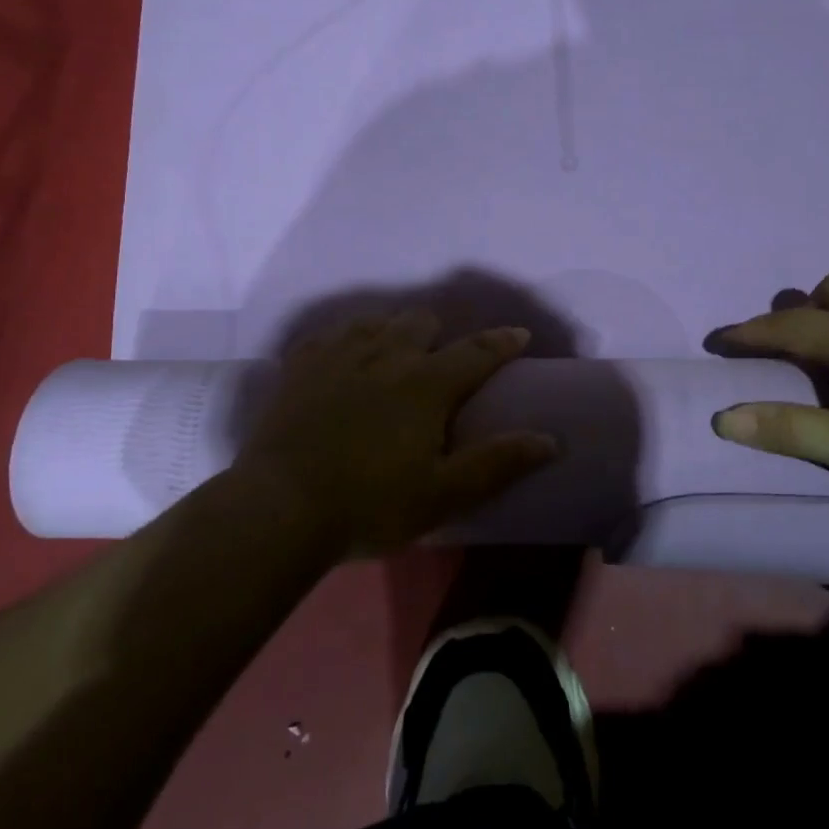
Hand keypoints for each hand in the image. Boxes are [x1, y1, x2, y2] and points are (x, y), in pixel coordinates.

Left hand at [232, 310, 558, 556]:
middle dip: (440, 335)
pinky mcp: (302, 363)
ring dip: (395, 332)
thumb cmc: (369, 505)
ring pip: (378, 320)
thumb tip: (549, 439)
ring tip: (393, 358)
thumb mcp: (442, 495)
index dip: (503, 341)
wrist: (279, 509)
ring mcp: (340, 353)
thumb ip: (497, 463)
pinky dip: (348, 340)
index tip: (519, 334)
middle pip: (422, 321)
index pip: (477, 351)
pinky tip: (345, 361)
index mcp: (426, 383)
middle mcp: (387, 353)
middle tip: (440, 364)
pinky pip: (333, 333)